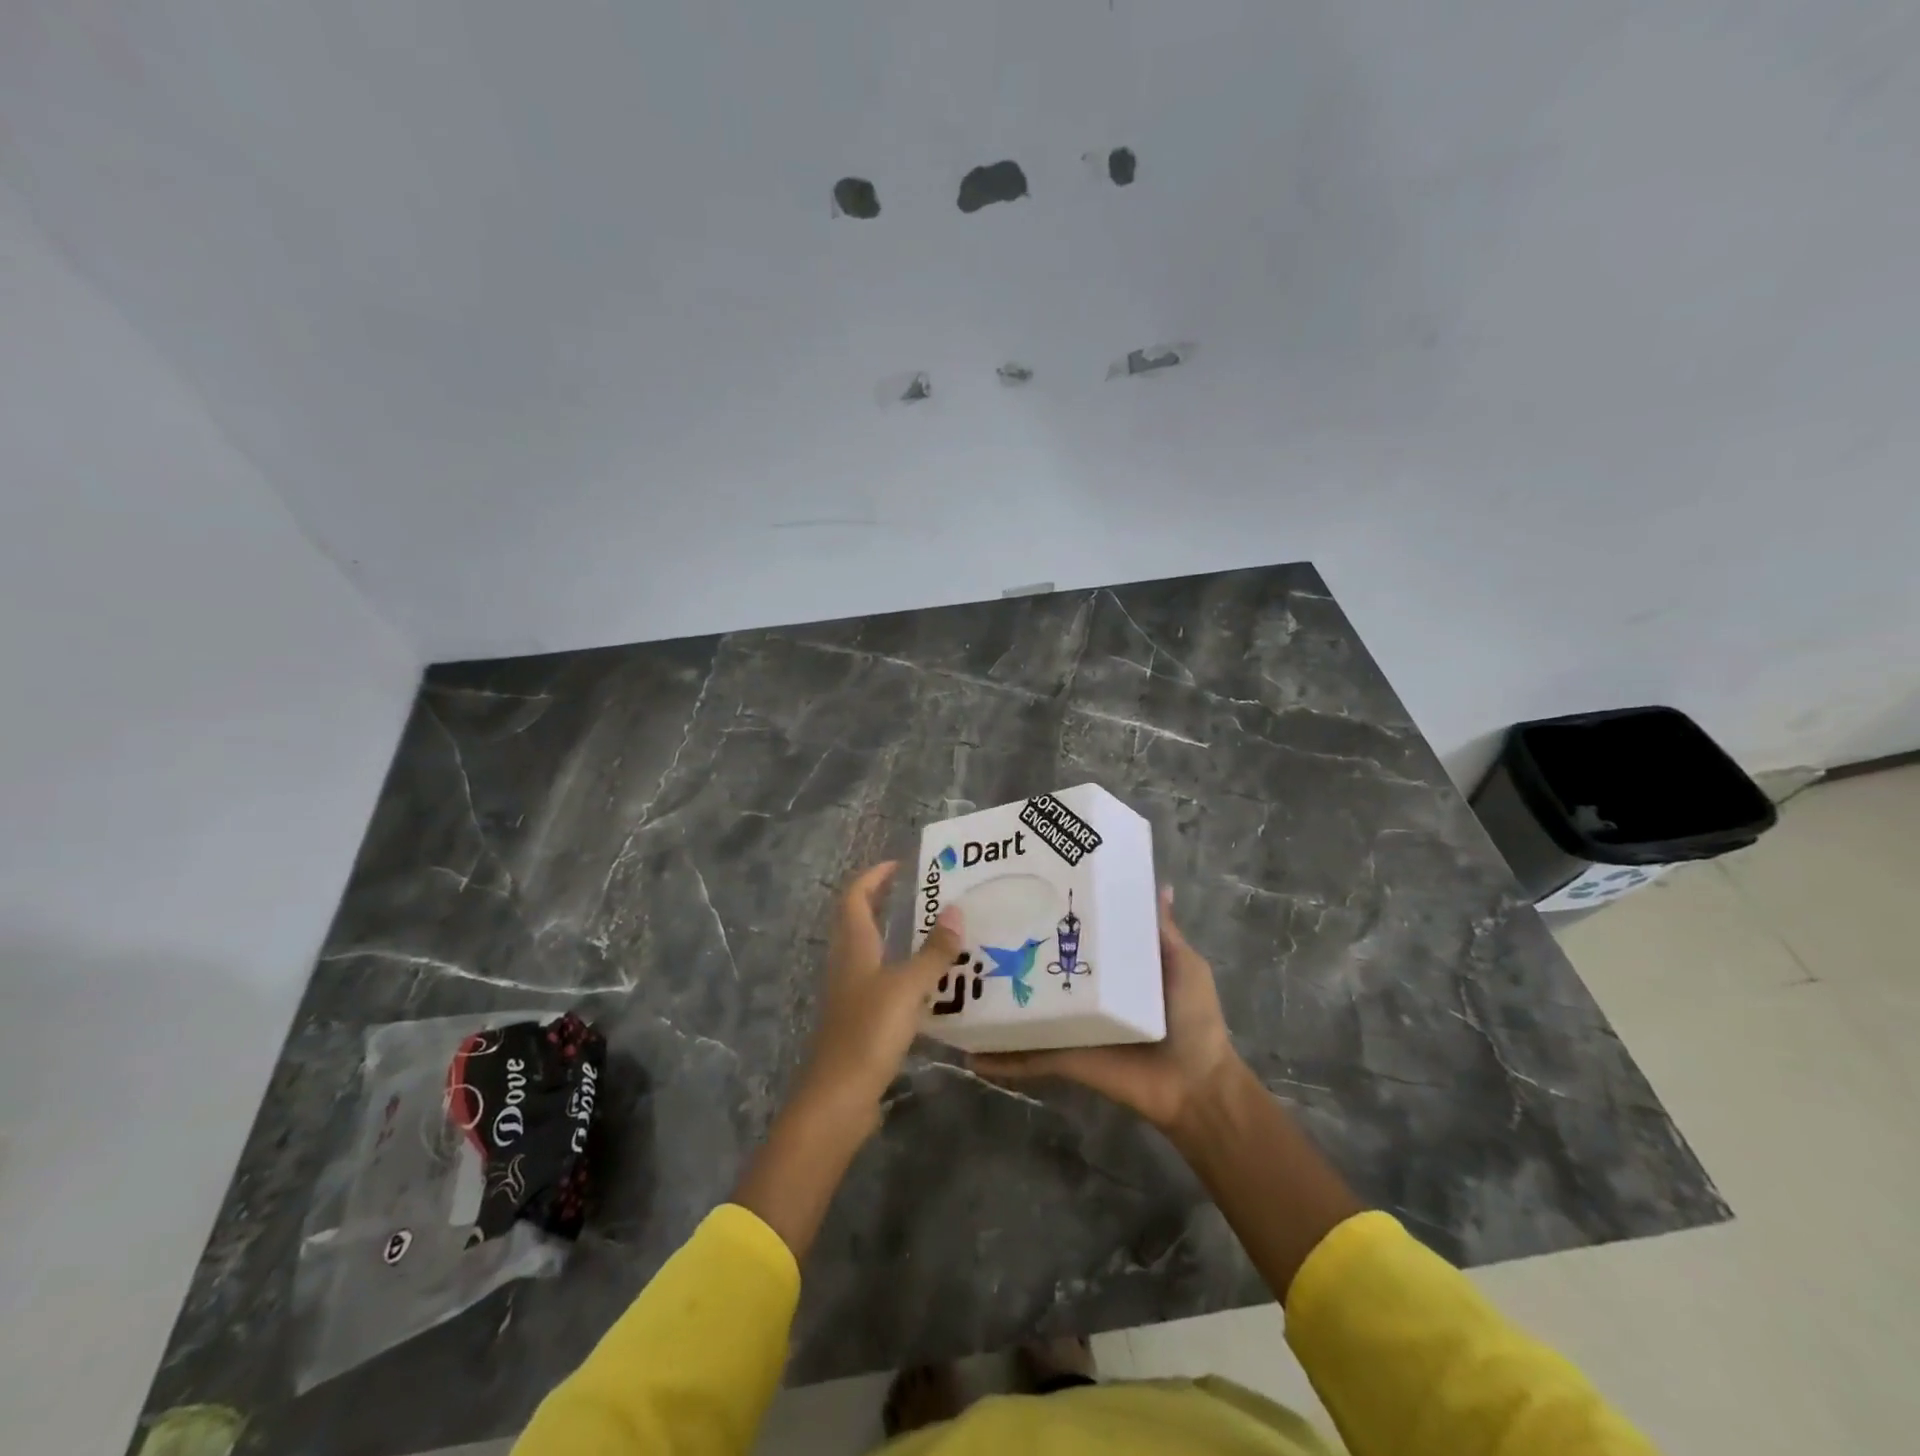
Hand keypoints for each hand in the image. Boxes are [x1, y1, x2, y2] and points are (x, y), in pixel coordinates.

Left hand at [794, 861, 964, 1129]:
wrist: (838, 1098)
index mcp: (854, 948)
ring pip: (872, 953)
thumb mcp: (907, 987)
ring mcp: (851, 994)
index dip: (873, 877)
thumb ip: (934, 952)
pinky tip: (930, 985)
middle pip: (860, 921)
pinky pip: (882, 983)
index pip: (855, 898)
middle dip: (885, 902)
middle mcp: (848, 965)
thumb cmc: (869, 1032)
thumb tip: (956, 911)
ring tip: (935, 934)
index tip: (900, 864)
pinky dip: (903, 973)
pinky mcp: (859, 1021)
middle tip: (922, 894)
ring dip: (896, 937)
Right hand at [974, 886, 1240, 1132]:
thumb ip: (1162, 932)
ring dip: (996, 1004)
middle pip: (1043, 972)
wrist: (1196, 1085)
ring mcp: (1071, 1028)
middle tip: (974, 930)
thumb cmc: (1193, 1019)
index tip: (1025, 890)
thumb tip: (1161, 887)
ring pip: (1026, 1012)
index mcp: (1112, 971)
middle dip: (1013, 955)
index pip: (1077, 939)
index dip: (1054, 918)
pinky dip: (1001, 1058)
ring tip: (957, 983)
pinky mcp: (1065, 1058)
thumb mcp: (1183, 966)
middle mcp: (1086, 995)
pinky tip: (970, 1051)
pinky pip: (1028, 1057)